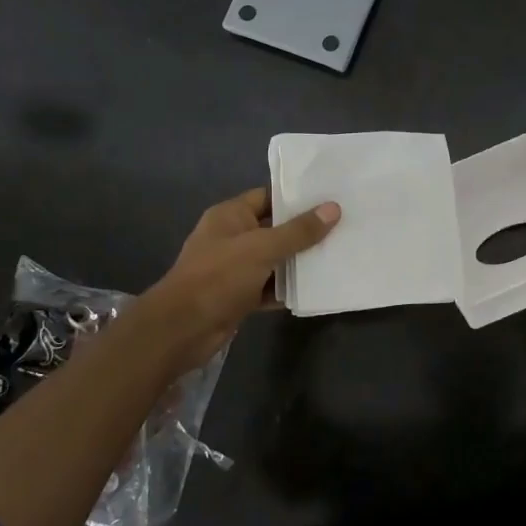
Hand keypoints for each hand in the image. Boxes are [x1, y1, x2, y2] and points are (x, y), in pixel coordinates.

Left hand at [137, 187, 339, 373]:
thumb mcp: (262, 248)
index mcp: (230, 216)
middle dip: (305, 230)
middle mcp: (232, 238)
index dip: (297, 197)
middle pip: (275, 228)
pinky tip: (317, 287)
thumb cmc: (219, 277)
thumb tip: (333, 208)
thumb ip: (299, 231)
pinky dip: (288, 288)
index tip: (330, 197)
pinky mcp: (240, 295)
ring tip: (338, 253)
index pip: (268, 196)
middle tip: (344, 225)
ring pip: (275, 260)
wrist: (182, 329)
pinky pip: (270, 287)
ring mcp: (235, 268)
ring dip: (299, 261)